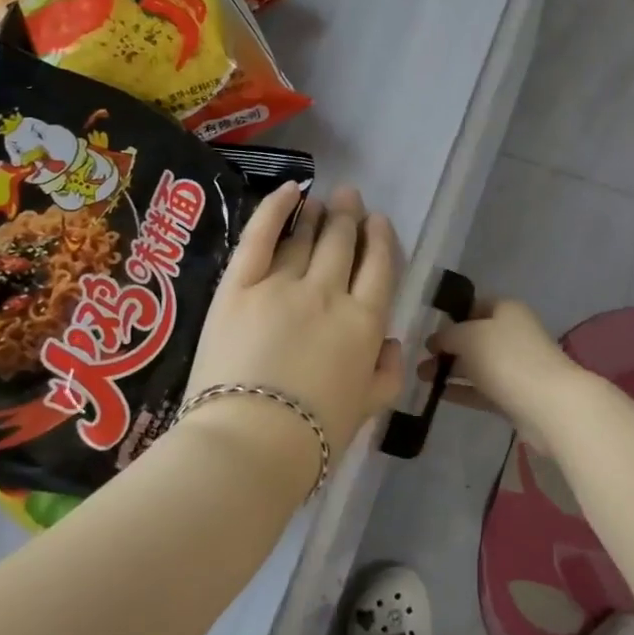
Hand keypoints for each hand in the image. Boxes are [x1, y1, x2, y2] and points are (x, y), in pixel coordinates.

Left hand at [186, 183, 406, 454]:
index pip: (379, 267)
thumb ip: (387, 374)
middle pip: (342, 244)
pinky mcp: (239, 286)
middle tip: (349, 197)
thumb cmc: (314, 436)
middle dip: (349, 216)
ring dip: (316, 215)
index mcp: (364, 323)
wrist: (250, 444)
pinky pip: (259, 236)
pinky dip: (275, 209)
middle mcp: (329, 293)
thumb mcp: (368, 409)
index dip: (380, 239)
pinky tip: (289, 191)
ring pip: (304, 238)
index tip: (378, 221)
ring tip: (321, 199)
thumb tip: (394, 343)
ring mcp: (282, 285)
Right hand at [419, 298, 584, 453]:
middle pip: (474, 337)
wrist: (548, 404)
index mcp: (506, 309)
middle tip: (419, 360)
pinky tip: (439, 395)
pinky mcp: (515, 394)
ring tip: (421, 379)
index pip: (473, 306)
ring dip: (450, 370)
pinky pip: (482, 388)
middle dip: (446, 347)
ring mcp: (515, 365)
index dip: (450, 317)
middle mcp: (513, 333)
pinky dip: (462, 390)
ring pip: (477, 364)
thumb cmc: (506, 358)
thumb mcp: (468, 336)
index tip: (427, 332)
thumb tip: (436, 340)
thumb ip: (447, 335)